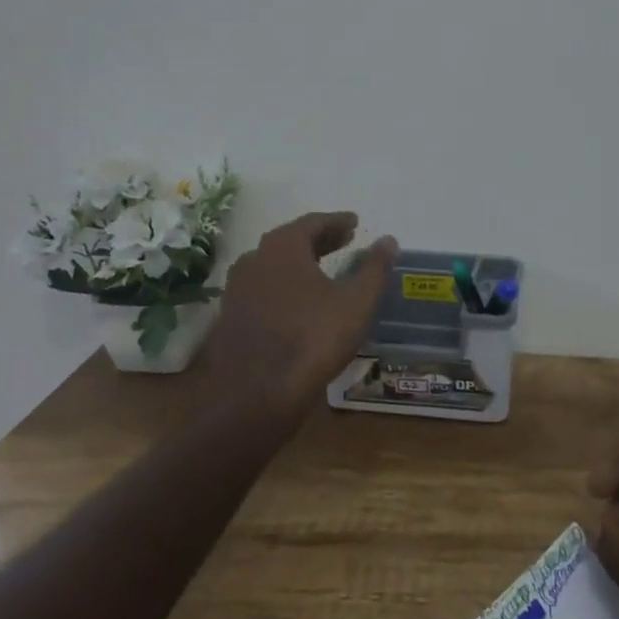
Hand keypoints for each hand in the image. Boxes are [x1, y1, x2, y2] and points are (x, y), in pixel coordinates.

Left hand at [203, 212, 396, 411]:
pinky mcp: (229, 317)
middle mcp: (254, 259)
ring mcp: (236, 289)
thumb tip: (388, 240)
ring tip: (324, 270)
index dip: (337, 222)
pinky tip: (299, 303)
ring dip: (300, 262)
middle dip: (320, 240)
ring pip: (274, 265)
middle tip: (345, 242)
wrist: (254, 396)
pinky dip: (284, 286)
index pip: (313, 222)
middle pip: (291, 240)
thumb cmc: (311, 341)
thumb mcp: (356, 304)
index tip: (355, 224)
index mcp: (283, 247)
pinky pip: (263, 288)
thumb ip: (374, 269)